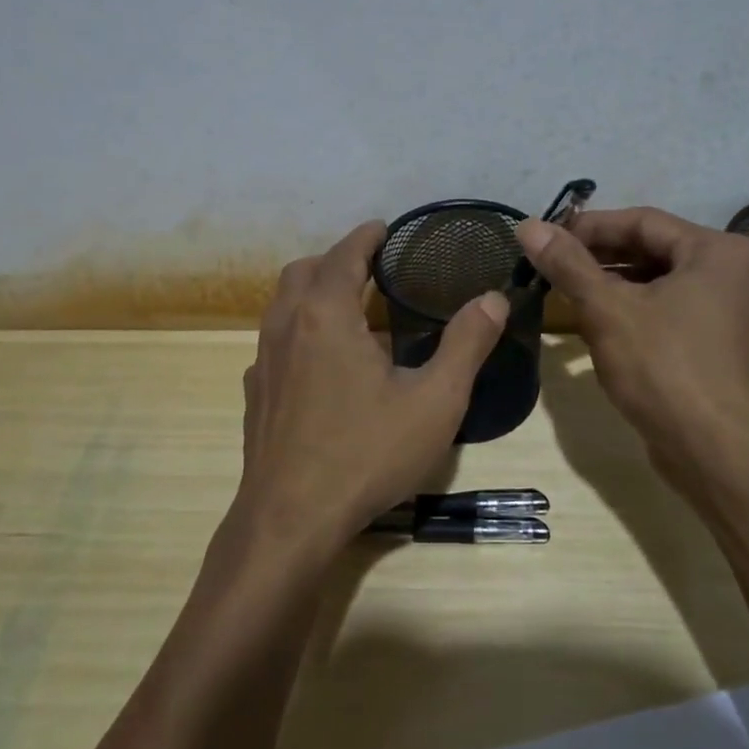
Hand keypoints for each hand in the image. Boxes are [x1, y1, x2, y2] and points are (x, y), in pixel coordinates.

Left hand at [228, 221, 509, 565]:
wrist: (290, 519)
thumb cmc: (366, 454)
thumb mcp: (434, 401)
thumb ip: (466, 344)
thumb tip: (492, 298)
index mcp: (326, 315)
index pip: (343, 255)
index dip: (365, 237)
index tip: (384, 228)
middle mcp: (286, 327)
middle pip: (303, 271)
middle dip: (336, 259)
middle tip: (371, 266)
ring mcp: (264, 362)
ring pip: (281, 305)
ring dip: (312, 291)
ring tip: (348, 306)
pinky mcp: (256, 395)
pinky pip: (274, 342)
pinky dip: (298, 329)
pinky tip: (321, 362)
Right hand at [517, 207, 748, 484]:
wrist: (715, 451)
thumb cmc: (663, 368)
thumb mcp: (607, 310)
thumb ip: (568, 264)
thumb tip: (528, 226)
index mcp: (718, 251)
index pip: (642, 221)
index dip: (588, 227)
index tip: (546, 238)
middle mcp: (734, 273)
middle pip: (653, 250)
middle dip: (599, 258)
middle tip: (552, 266)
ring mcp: (731, 312)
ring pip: (660, 283)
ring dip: (613, 286)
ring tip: (566, 293)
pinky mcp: (721, 346)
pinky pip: (671, 311)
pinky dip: (635, 311)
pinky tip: (598, 324)